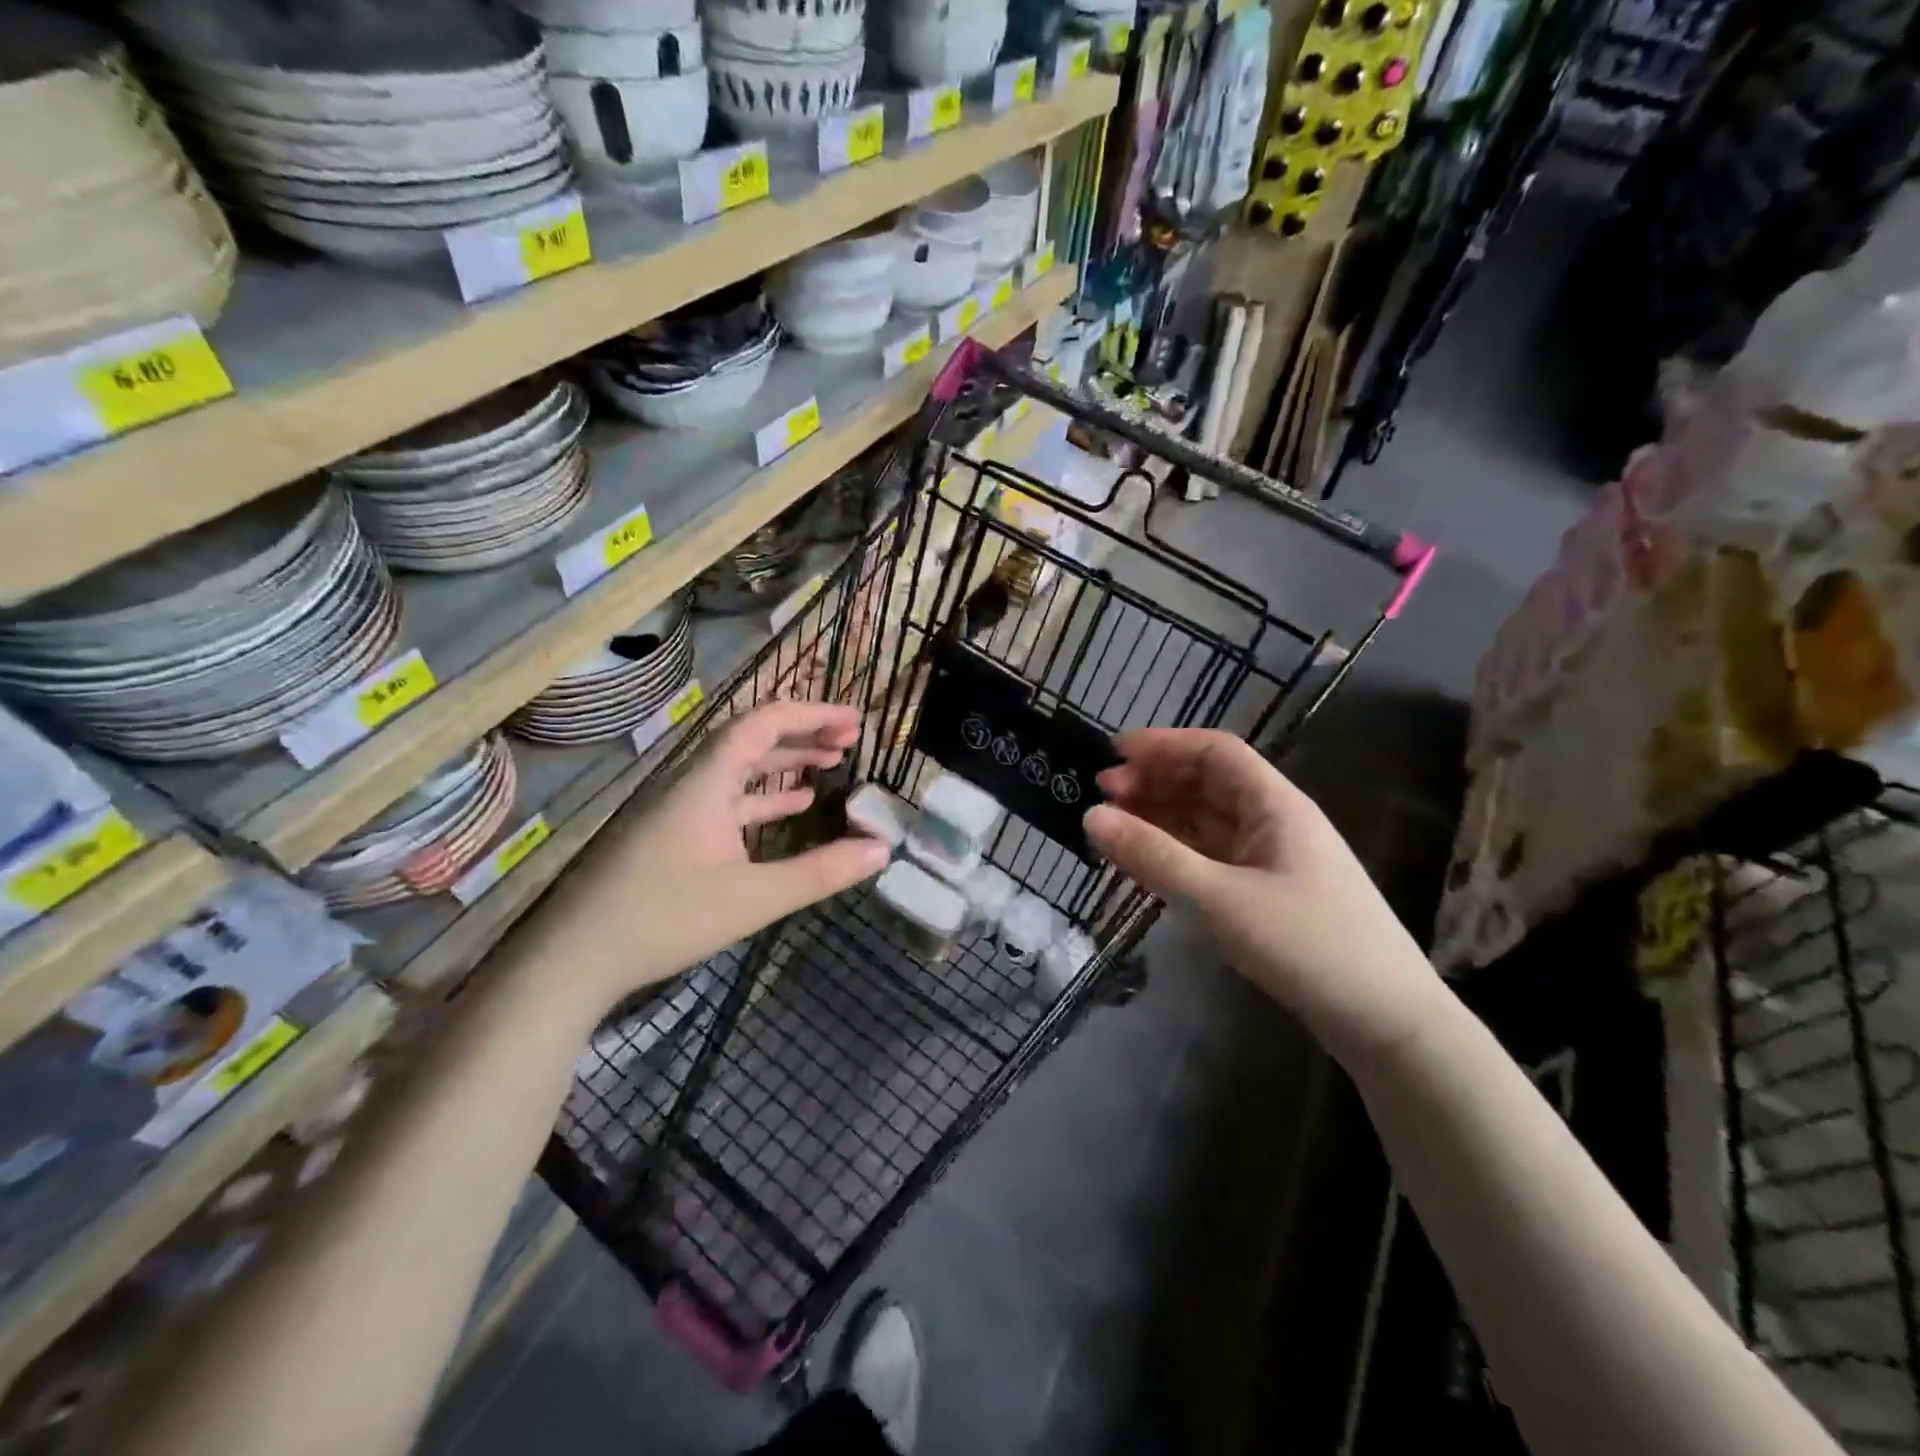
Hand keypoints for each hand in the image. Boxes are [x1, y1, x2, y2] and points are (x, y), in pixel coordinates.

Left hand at [552, 701, 889, 1015]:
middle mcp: (693, 784)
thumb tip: (882, 849)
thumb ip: (821, 872)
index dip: (812, 714)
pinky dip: (766, 798)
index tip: (854, 720)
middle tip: (851, 738)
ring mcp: (681, 811)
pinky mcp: (675, 837)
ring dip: (786, 762)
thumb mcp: (754, 898)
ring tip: (831, 763)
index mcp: (708, 782)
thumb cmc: (665, 918)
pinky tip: (794, 809)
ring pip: (742, 770)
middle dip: (804, 733)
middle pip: (753, 739)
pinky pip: (730, 801)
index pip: (763, 723)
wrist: (574, 959)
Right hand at [1085, 729, 1443, 1062]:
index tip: (1113, 753)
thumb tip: (1090, 816)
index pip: (1215, 752)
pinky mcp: (1267, 894)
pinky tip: (1147, 862)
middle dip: (1155, 781)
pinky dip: (1177, 852)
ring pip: (1207, 822)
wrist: (1387, 1022)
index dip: (1164, 744)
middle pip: (1208, 783)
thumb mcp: (1220, 899)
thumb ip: (1154, 856)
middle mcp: (1274, 821)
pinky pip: (1212, 857)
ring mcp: (1272, 859)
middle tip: (1103, 795)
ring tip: (1114, 826)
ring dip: (1162, 817)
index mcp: (1275, 805)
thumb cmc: (1308, 945)